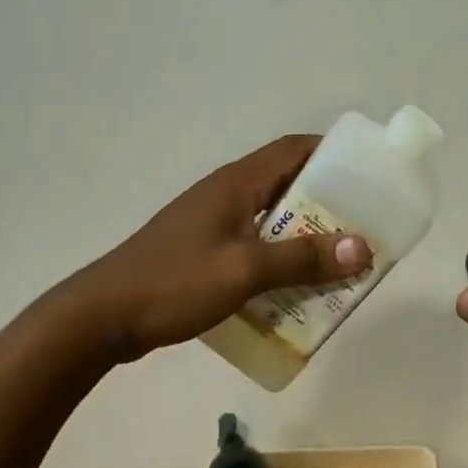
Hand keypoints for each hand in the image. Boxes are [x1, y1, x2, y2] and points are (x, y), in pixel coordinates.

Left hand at [66, 134, 369, 361]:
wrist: (100, 317)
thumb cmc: (174, 282)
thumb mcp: (244, 270)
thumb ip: (302, 259)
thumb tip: (362, 247)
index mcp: (237, 183)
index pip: (293, 149)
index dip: (332, 154)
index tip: (367, 175)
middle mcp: (227, 194)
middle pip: (287, 185)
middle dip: (327, 205)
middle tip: (361, 229)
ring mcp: (212, 223)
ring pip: (272, 220)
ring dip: (303, 237)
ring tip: (337, 263)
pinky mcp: (203, 252)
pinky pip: (254, 246)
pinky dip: (279, 260)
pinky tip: (293, 290)